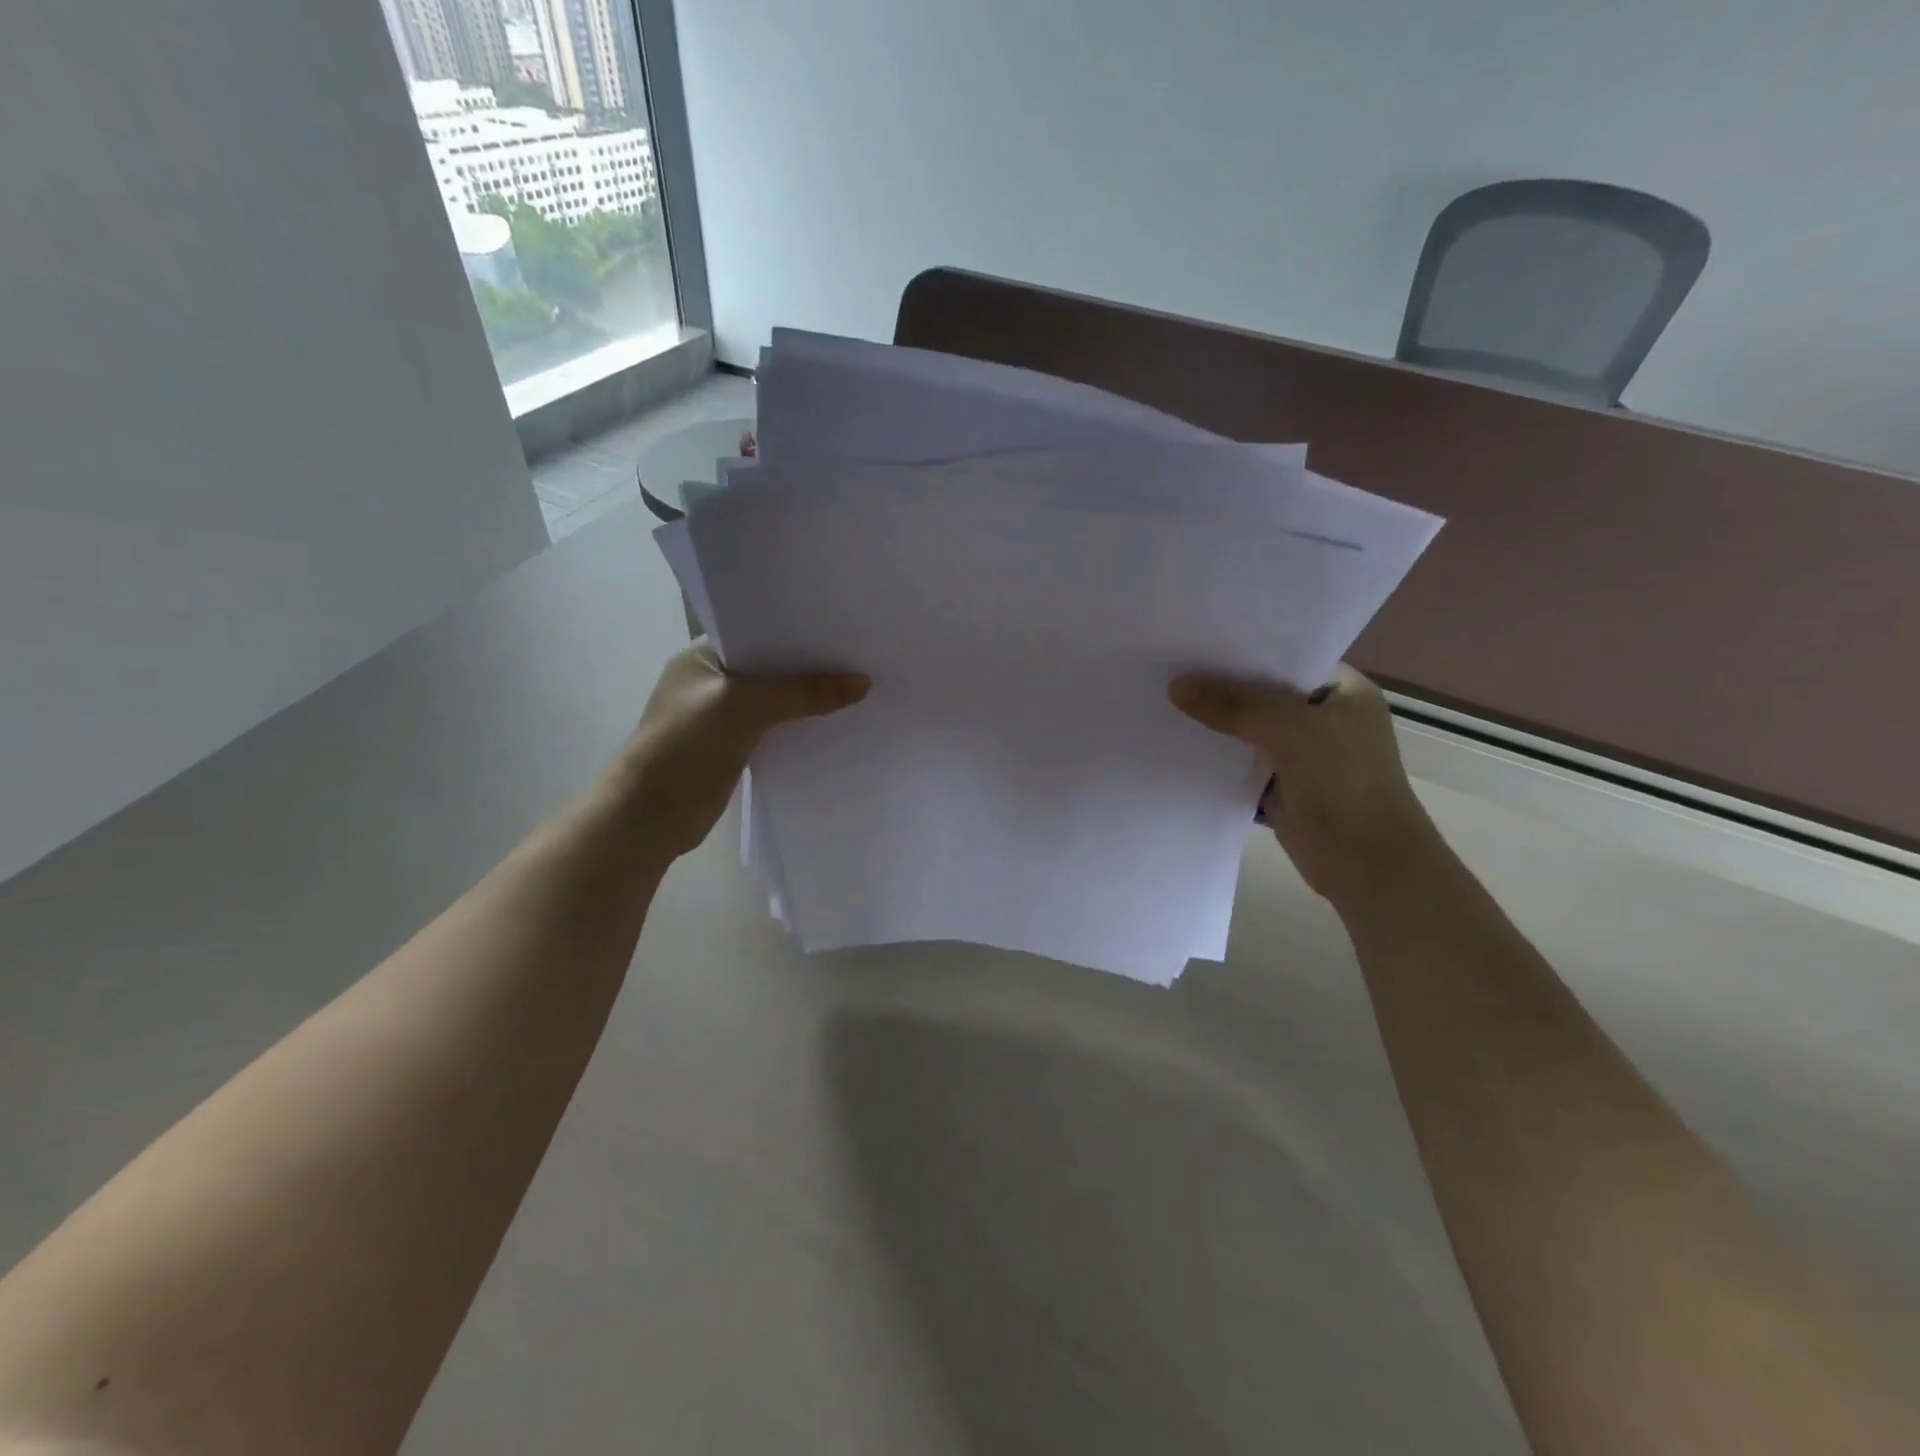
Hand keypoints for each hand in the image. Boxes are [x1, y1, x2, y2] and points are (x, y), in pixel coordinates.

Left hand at [613, 639, 867, 858]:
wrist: (649, 816)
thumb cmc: (686, 746)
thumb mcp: (744, 707)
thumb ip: (802, 692)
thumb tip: (863, 683)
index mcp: (703, 656)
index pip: (760, 631)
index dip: (800, 629)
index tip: (844, 627)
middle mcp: (714, 680)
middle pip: (773, 666)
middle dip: (812, 665)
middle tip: (863, 656)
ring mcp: (723, 715)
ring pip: (778, 699)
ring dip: (810, 699)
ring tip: (861, 688)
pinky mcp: (736, 747)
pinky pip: (778, 729)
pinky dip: (802, 727)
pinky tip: (837, 724)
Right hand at [1170, 664, 1440, 907]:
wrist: (1367, 866)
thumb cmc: (1344, 784)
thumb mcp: (1291, 730)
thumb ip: (1234, 705)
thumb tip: (1176, 686)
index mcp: (1343, 691)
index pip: (1286, 657)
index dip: (1243, 649)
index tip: (1195, 641)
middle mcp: (1323, 717)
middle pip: (1261, 694)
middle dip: (1220, 686)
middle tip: (1168, 668)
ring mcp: (1302, 755)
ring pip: (1248, 730)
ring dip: (1215, 724)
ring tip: (1163, 700)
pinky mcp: (1281, 787)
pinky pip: (1241, 763)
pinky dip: (1217, 758)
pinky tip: (1177, 745)